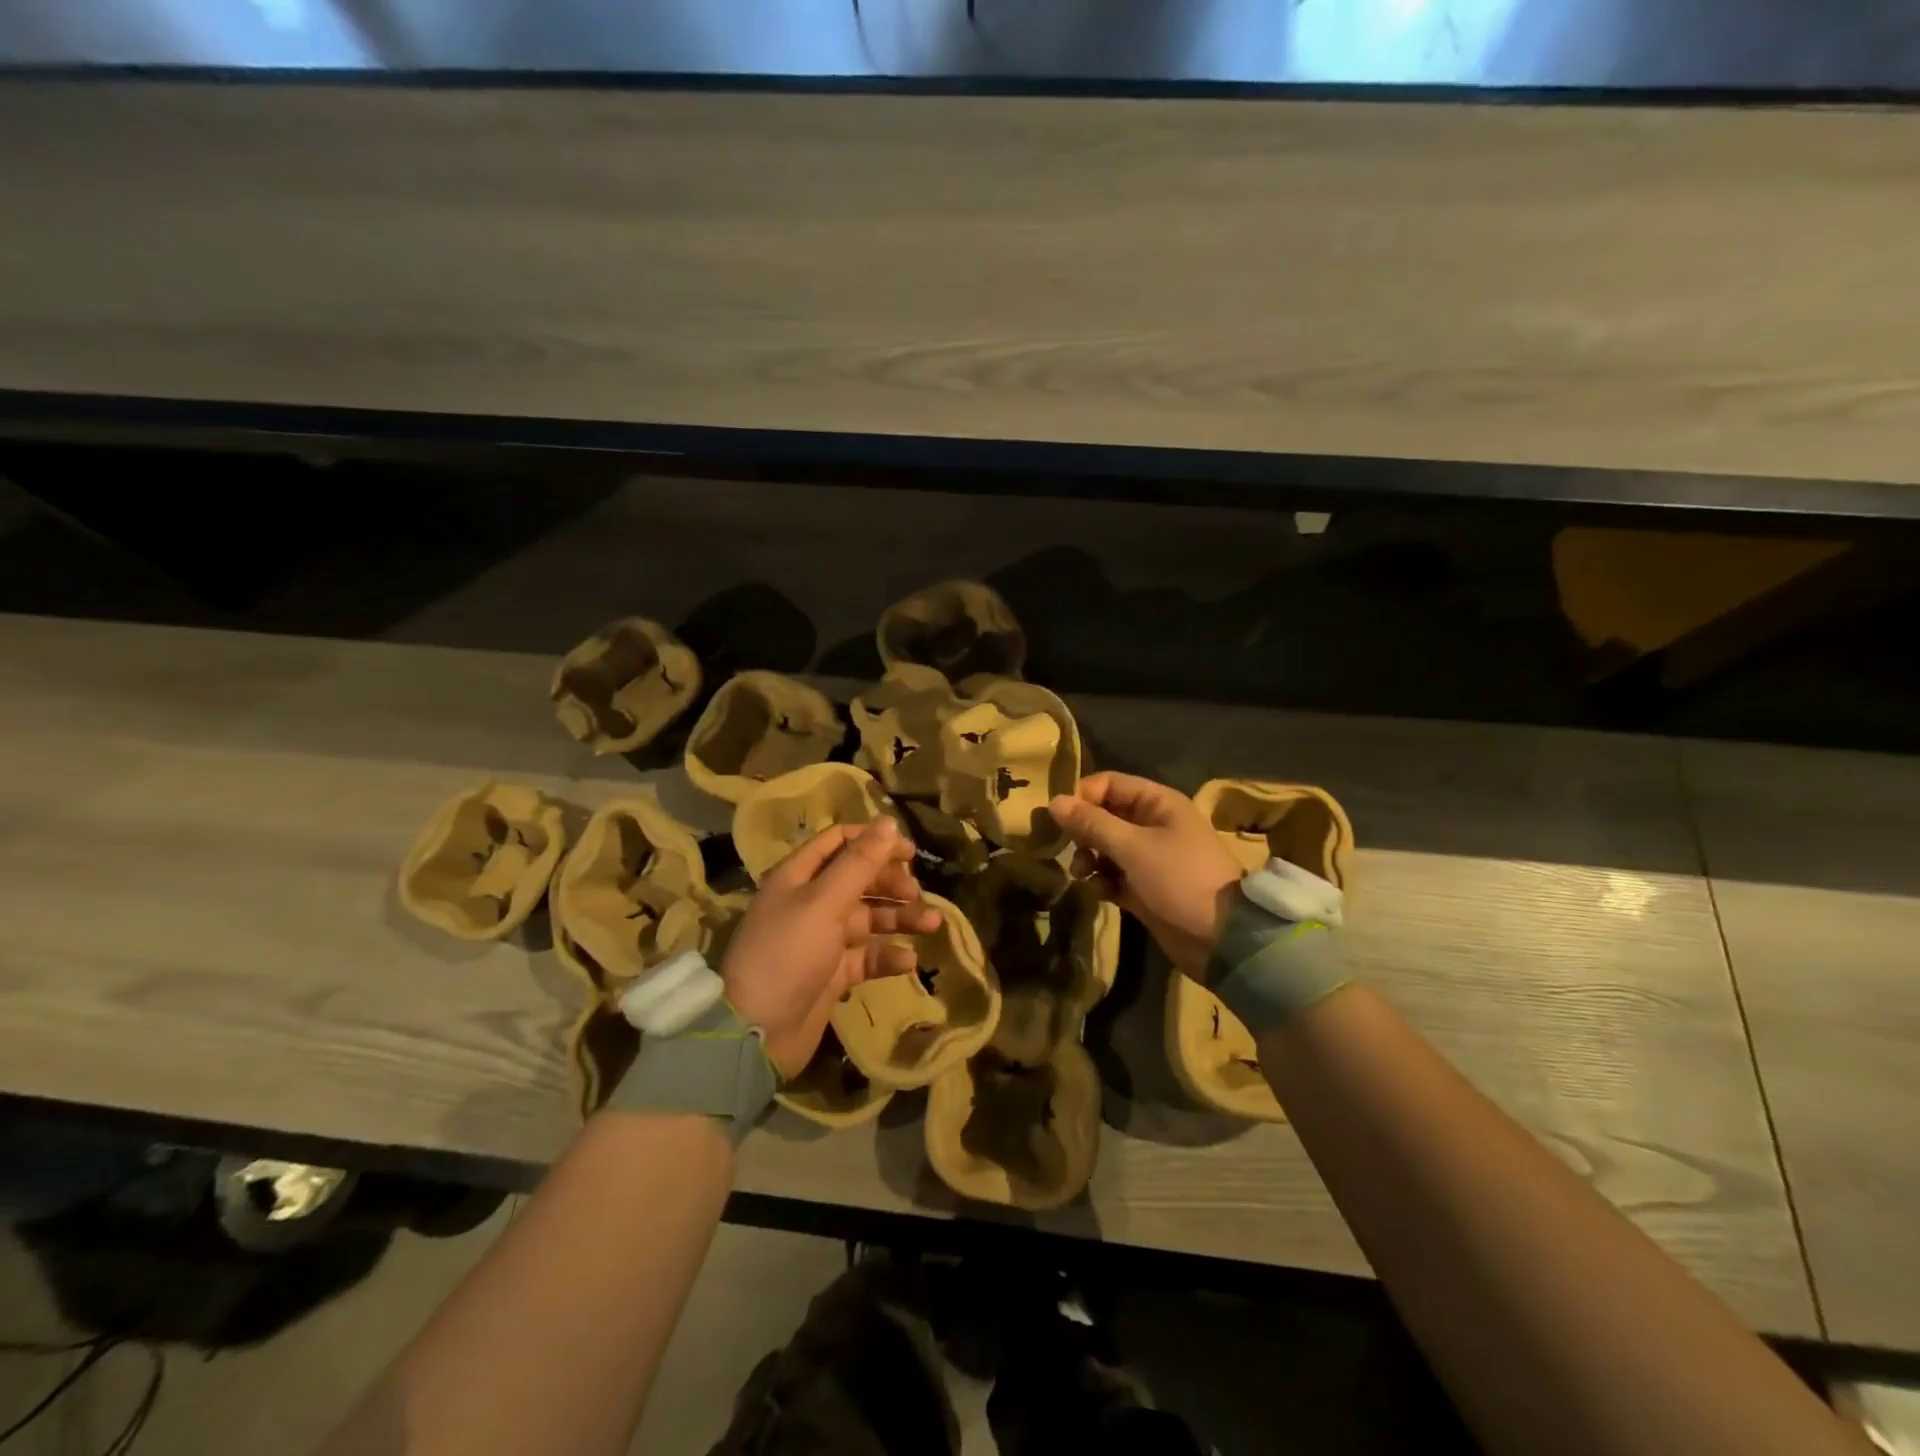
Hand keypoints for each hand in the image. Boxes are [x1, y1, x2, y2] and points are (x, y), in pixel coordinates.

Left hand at [719, 817, 940, 1078]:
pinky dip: (887, 955)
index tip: (908, 850)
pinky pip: (867, 955)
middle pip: (859, 879)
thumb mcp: (824, 902)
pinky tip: (907, 961)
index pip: (839, 842)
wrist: (758, 1031)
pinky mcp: (834, 972)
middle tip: (916, 892)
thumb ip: (859, 863)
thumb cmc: (788, 954)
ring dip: (899, 918)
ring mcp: (823, 938)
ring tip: (931, 923)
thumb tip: (888, 821)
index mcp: (799, 876)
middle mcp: (810, 902)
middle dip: (890, 882)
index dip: (873, 841)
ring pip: (869, 917)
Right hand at [1048, 772, 1242, 979]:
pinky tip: (1097, 892)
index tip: (1059, 820)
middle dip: (1082, 831)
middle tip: (1069, 850)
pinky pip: (1113, 874)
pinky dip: (1101, 881)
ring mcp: (1149, 857)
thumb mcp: (1133, 847)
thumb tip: (1053, 802)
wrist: (1221, 938)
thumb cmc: (1179, 880)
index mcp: (1157, 803)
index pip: (1108, 784)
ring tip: (1081, 874)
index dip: (1082, 797)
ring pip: (1105, 847)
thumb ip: (1091, 824)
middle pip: (1104, 815)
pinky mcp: (1145, 887)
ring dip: (1088, 858)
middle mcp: (1153, 824)